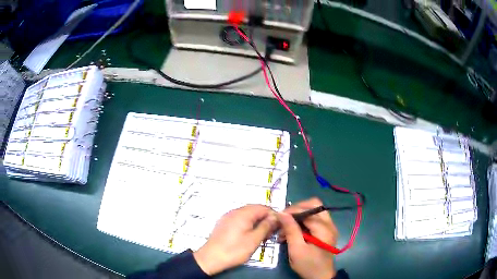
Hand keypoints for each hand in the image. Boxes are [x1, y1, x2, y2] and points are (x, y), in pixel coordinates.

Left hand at [193, 204, 277, 274]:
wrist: (211, 258)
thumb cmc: (234, 250)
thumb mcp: (254, 240)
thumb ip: (266, 226)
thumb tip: (275, 217)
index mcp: (242, 214)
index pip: (263, 207)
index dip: (273, 215)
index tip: (279, 225)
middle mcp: (234, 212)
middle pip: (254, 210)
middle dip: (265, 219)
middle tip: (271, 232)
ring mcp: (227, 217)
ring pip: (247, 215)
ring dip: (257, 222)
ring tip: (261, 235)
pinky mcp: (224, 224)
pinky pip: (239, 220)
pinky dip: (248, 225)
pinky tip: (250, 235)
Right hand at [278, 198, 337, 278]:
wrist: (321, 277)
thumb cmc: (308, 265)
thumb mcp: (296, 249)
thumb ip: (291, 230)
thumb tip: (282, 213)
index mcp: (324, 228)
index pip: (308, 210)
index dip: (292, 211)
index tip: (278, 217)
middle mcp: (329, 224)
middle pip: (314, 205)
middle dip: (297, 209)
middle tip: (284, 219)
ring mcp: (329, 227)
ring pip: (314, 211)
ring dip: (299, 216)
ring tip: (286, 228)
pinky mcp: (326, 231)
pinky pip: (315, 219)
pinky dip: (303, 221)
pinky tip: (293, 232)